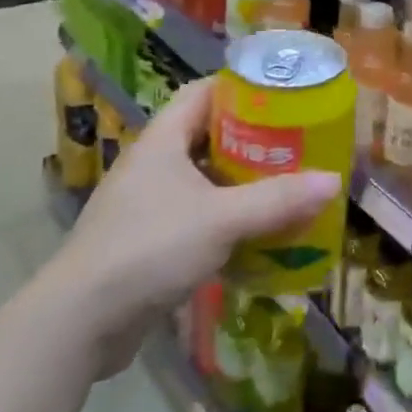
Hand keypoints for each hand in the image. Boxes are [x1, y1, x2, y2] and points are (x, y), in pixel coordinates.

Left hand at [43, 77, 339, 376]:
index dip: (241, 88)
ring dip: (242, 182)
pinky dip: (228, 218)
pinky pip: (198, 216)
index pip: (203, 93)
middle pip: (208, 136)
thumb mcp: (221, 219)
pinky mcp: (148, 242)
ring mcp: (148, 205)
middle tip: (296, 142)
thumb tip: (333, 181)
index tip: (282, 94)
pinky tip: (258, 233)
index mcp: (162, 140)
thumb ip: (278, 200)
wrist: (77, 324)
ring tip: (287, 184)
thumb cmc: (149, 248)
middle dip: (253, 139)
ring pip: (205, 179)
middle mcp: (153, 165)